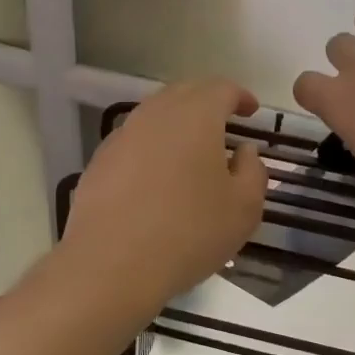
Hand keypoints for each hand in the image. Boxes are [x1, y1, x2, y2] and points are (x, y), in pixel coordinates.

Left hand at [63, 80, 268, 316]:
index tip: (252, 111)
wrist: (111, 265)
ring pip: (156, 113)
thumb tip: (245, 152)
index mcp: (196, 115)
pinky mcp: (100, 161)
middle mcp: (156, 114)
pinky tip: (159, 175)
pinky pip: (134, 140)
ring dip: (178, 122)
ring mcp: (123, 135)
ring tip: (193, 148)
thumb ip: (253, 171)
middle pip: (185, 92)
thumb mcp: (244, 209)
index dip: (241, 96)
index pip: (222, 88)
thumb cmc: (189, 232)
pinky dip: (153, 145)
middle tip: (225, 121)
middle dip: (208, 101)